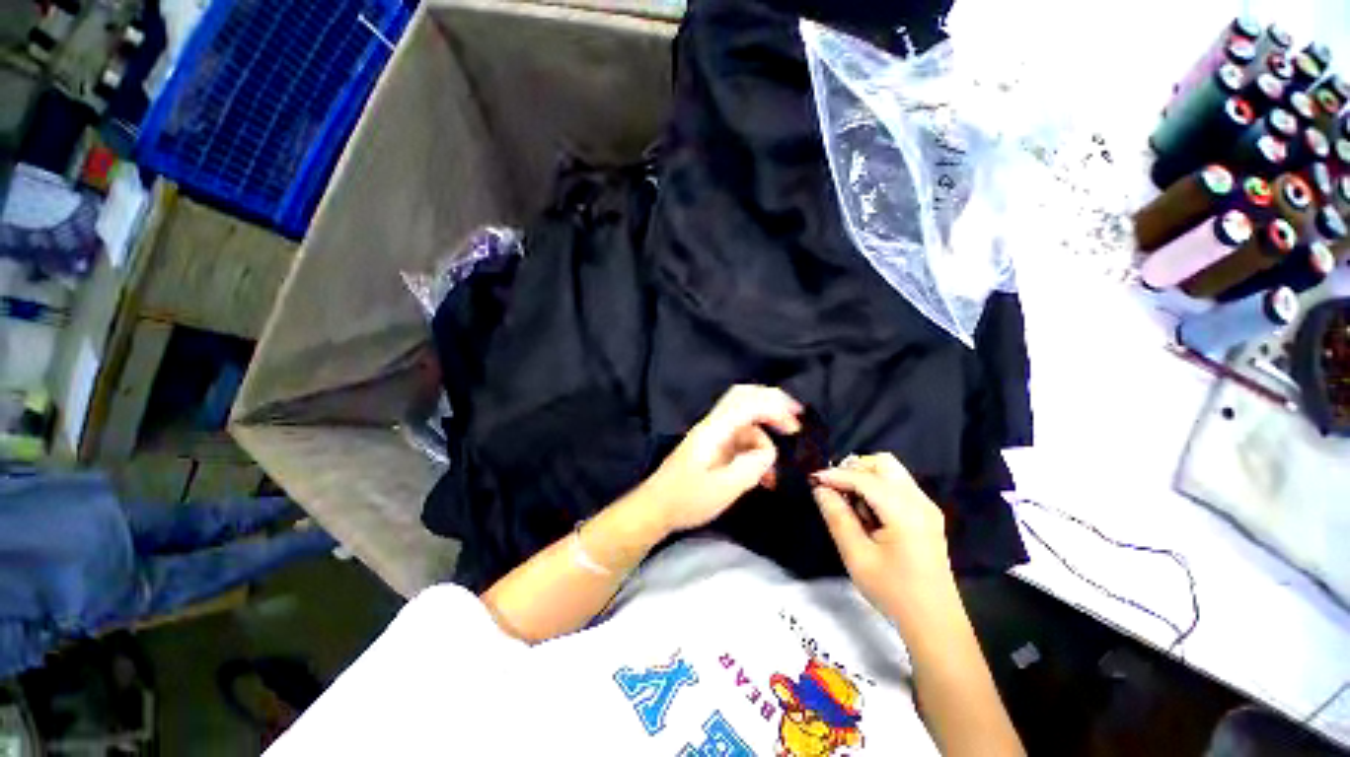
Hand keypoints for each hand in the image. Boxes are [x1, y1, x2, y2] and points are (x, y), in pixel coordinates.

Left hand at [641, 385, 801, 534]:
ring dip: (765, 440)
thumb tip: (769, 452)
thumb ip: (751, 467)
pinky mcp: (713, 448)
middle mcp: (714, 425)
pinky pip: (741, 440)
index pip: (747, 403)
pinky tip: (763, 476)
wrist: (656, 508)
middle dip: (772, 405)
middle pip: (744, 398)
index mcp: (714, 430)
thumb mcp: (723, 489)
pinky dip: (755, 452)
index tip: (796, 425)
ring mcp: (713, 435)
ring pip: (746, 424)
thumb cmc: (686, 499)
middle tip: (794, 421)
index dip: (775, 407)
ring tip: (774, 472)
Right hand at [811, 454, 953, 618]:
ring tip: (851, 504)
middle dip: (854, 469)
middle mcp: (919, 501)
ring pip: (891, 472)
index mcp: (905, 511)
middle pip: (883, 463)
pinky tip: (867, 513)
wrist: (935, 623)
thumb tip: (820, 489)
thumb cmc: (893, 592)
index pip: (864, 479)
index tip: (812, 479)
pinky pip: (898, 486)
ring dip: (865, 478)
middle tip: (835, 490)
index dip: (835, 475)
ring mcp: (926, 507)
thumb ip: (837, 517)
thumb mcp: (857, 556)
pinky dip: (877, 488)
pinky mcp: (926, 515)